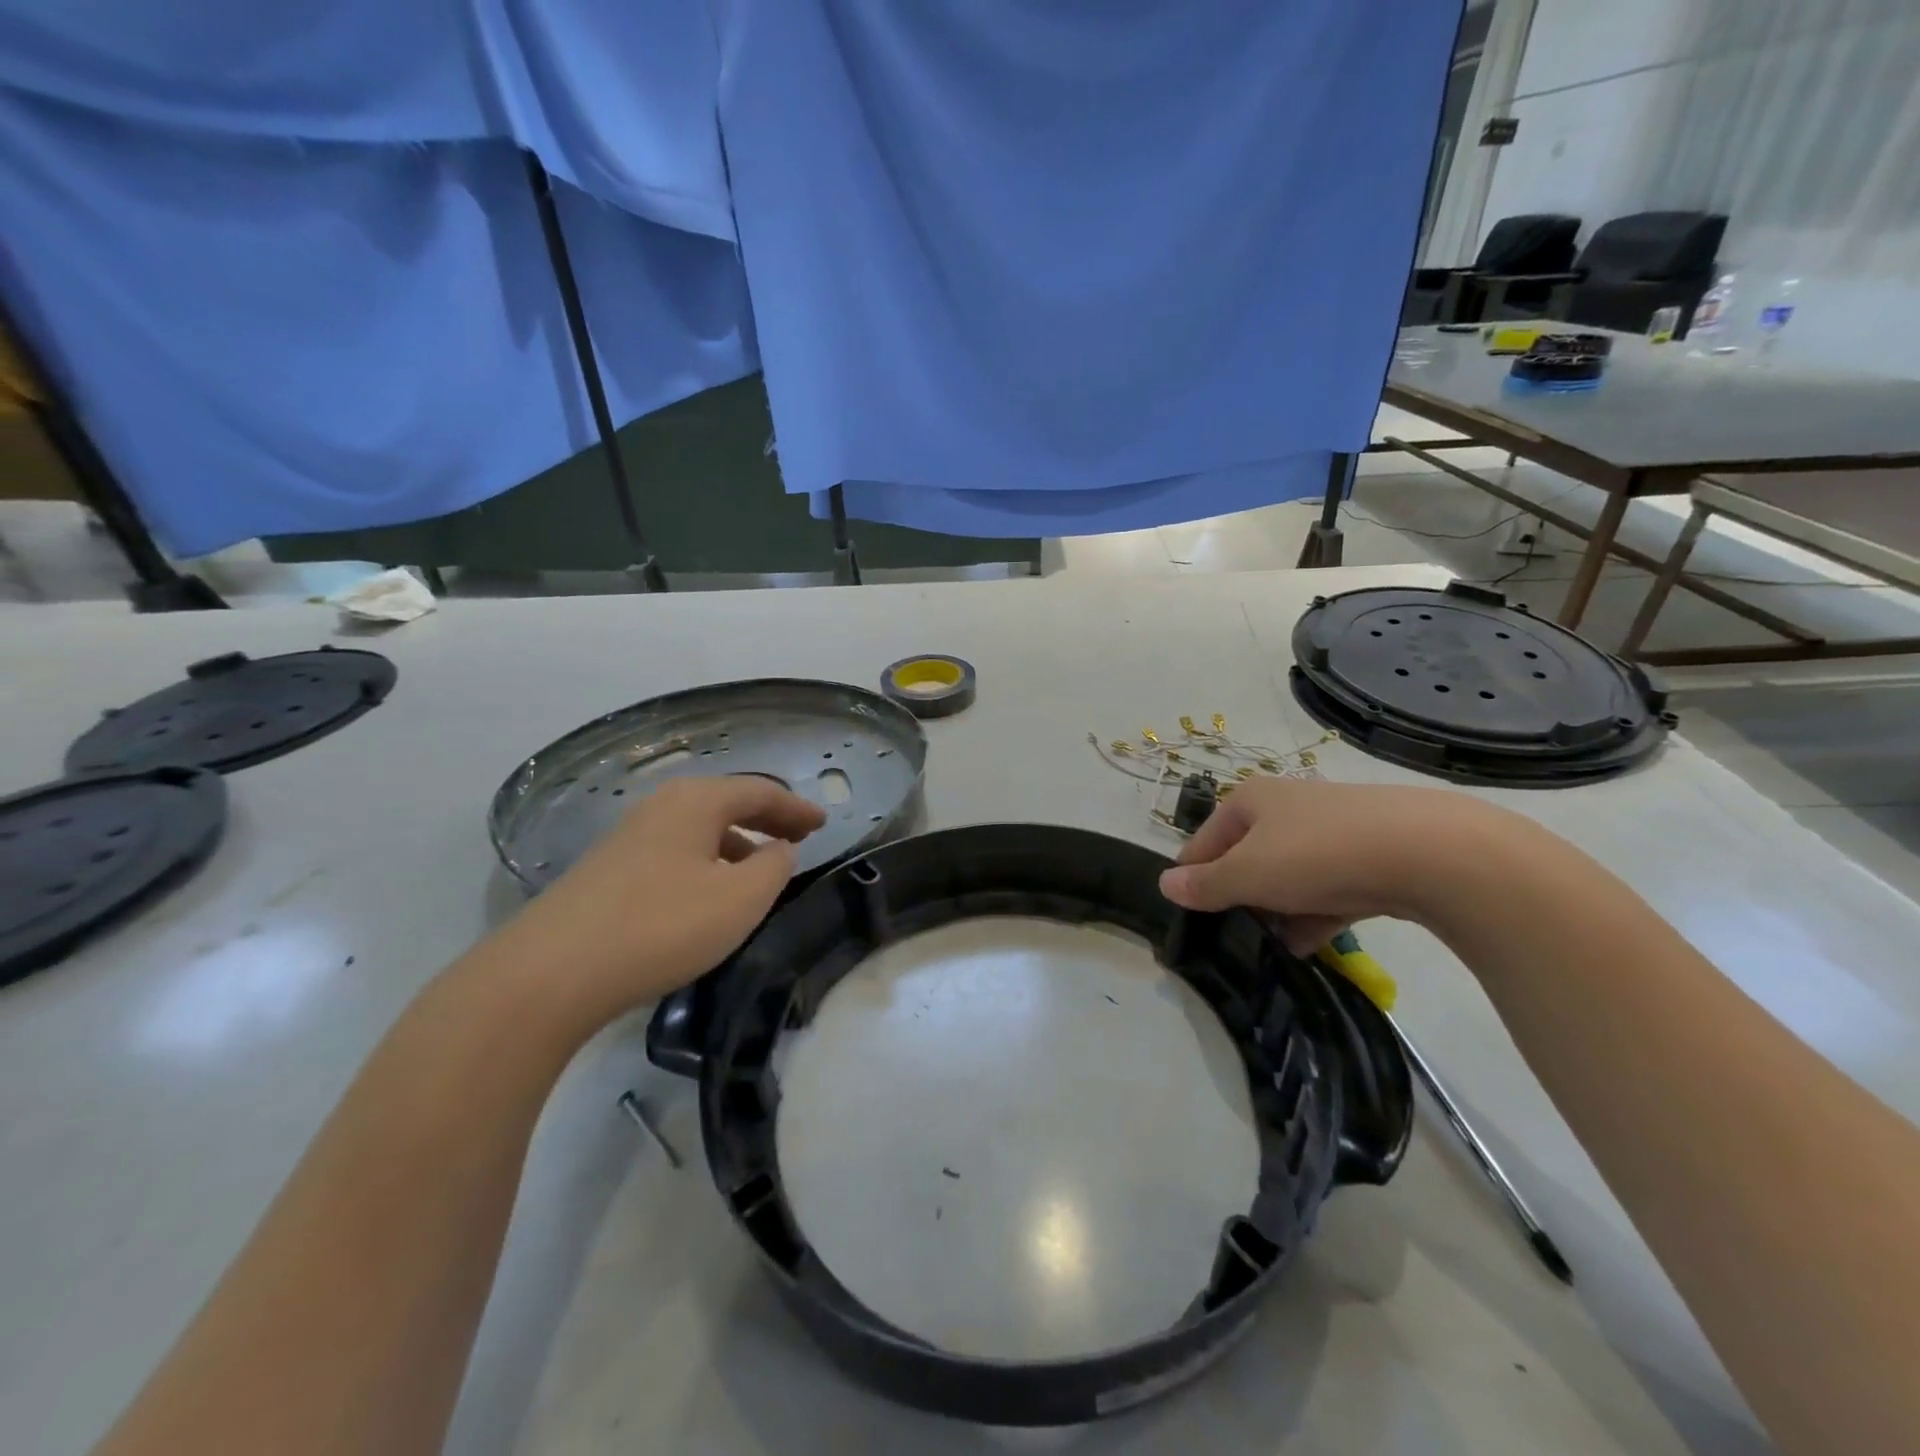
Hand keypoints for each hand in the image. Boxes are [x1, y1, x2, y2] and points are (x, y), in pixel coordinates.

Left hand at [489, 775, 824, 1024]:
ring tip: (759, 870)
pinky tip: (707, 894)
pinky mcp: (607, 871)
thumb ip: (774, 868)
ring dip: (736, 842)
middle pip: (726, 803)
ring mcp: (628, 837)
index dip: (796, 808)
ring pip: (698, 829)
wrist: (548, 974)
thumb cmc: (661, 926)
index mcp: (696, 801)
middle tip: (798, 839)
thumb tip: (779, 850)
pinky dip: (706, 861)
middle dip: (766, 819)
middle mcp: (661, 806)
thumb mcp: (739, 899)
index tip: (824, 823)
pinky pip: (675, 851)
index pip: (760, 792)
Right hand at [1157, 778, 1490, 952]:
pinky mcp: (1368, 855)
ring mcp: (1330, 830)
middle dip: (1241, 899)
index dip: (1193, 880)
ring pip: (1288, 877)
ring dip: (1278, 911)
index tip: (1193, 919)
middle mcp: (1285, 808)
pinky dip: (1316, 913)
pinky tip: (1311, 943)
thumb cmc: (1316, 854)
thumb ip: (1205, 884)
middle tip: (1237, 937)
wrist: (1428, 852)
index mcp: (1248, 800)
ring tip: (1274, 949)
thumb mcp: (1248, 874)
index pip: (1202, 842)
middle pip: (1246, 859)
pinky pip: (1326, 888)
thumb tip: (1165, 885)